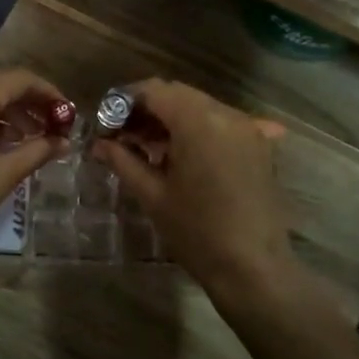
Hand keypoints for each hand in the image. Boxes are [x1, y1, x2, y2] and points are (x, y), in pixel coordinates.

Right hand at [91, 80, 292, 301]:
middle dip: (148, 109)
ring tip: (149, 147)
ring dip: (172, 119)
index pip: (154, 90)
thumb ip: (123, 160)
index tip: (107, 122)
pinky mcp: (259, 146)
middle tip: (124, 135)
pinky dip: (197, 130)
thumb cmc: (197, 232)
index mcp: (197, 121)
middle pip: (178, 95)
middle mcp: (226, 114)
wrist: (254, 268)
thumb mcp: (152, 195)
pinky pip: (221, 123)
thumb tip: (99, 144)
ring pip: (200, 107)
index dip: (126, 101)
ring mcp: (248, 128)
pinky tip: (183, 156)